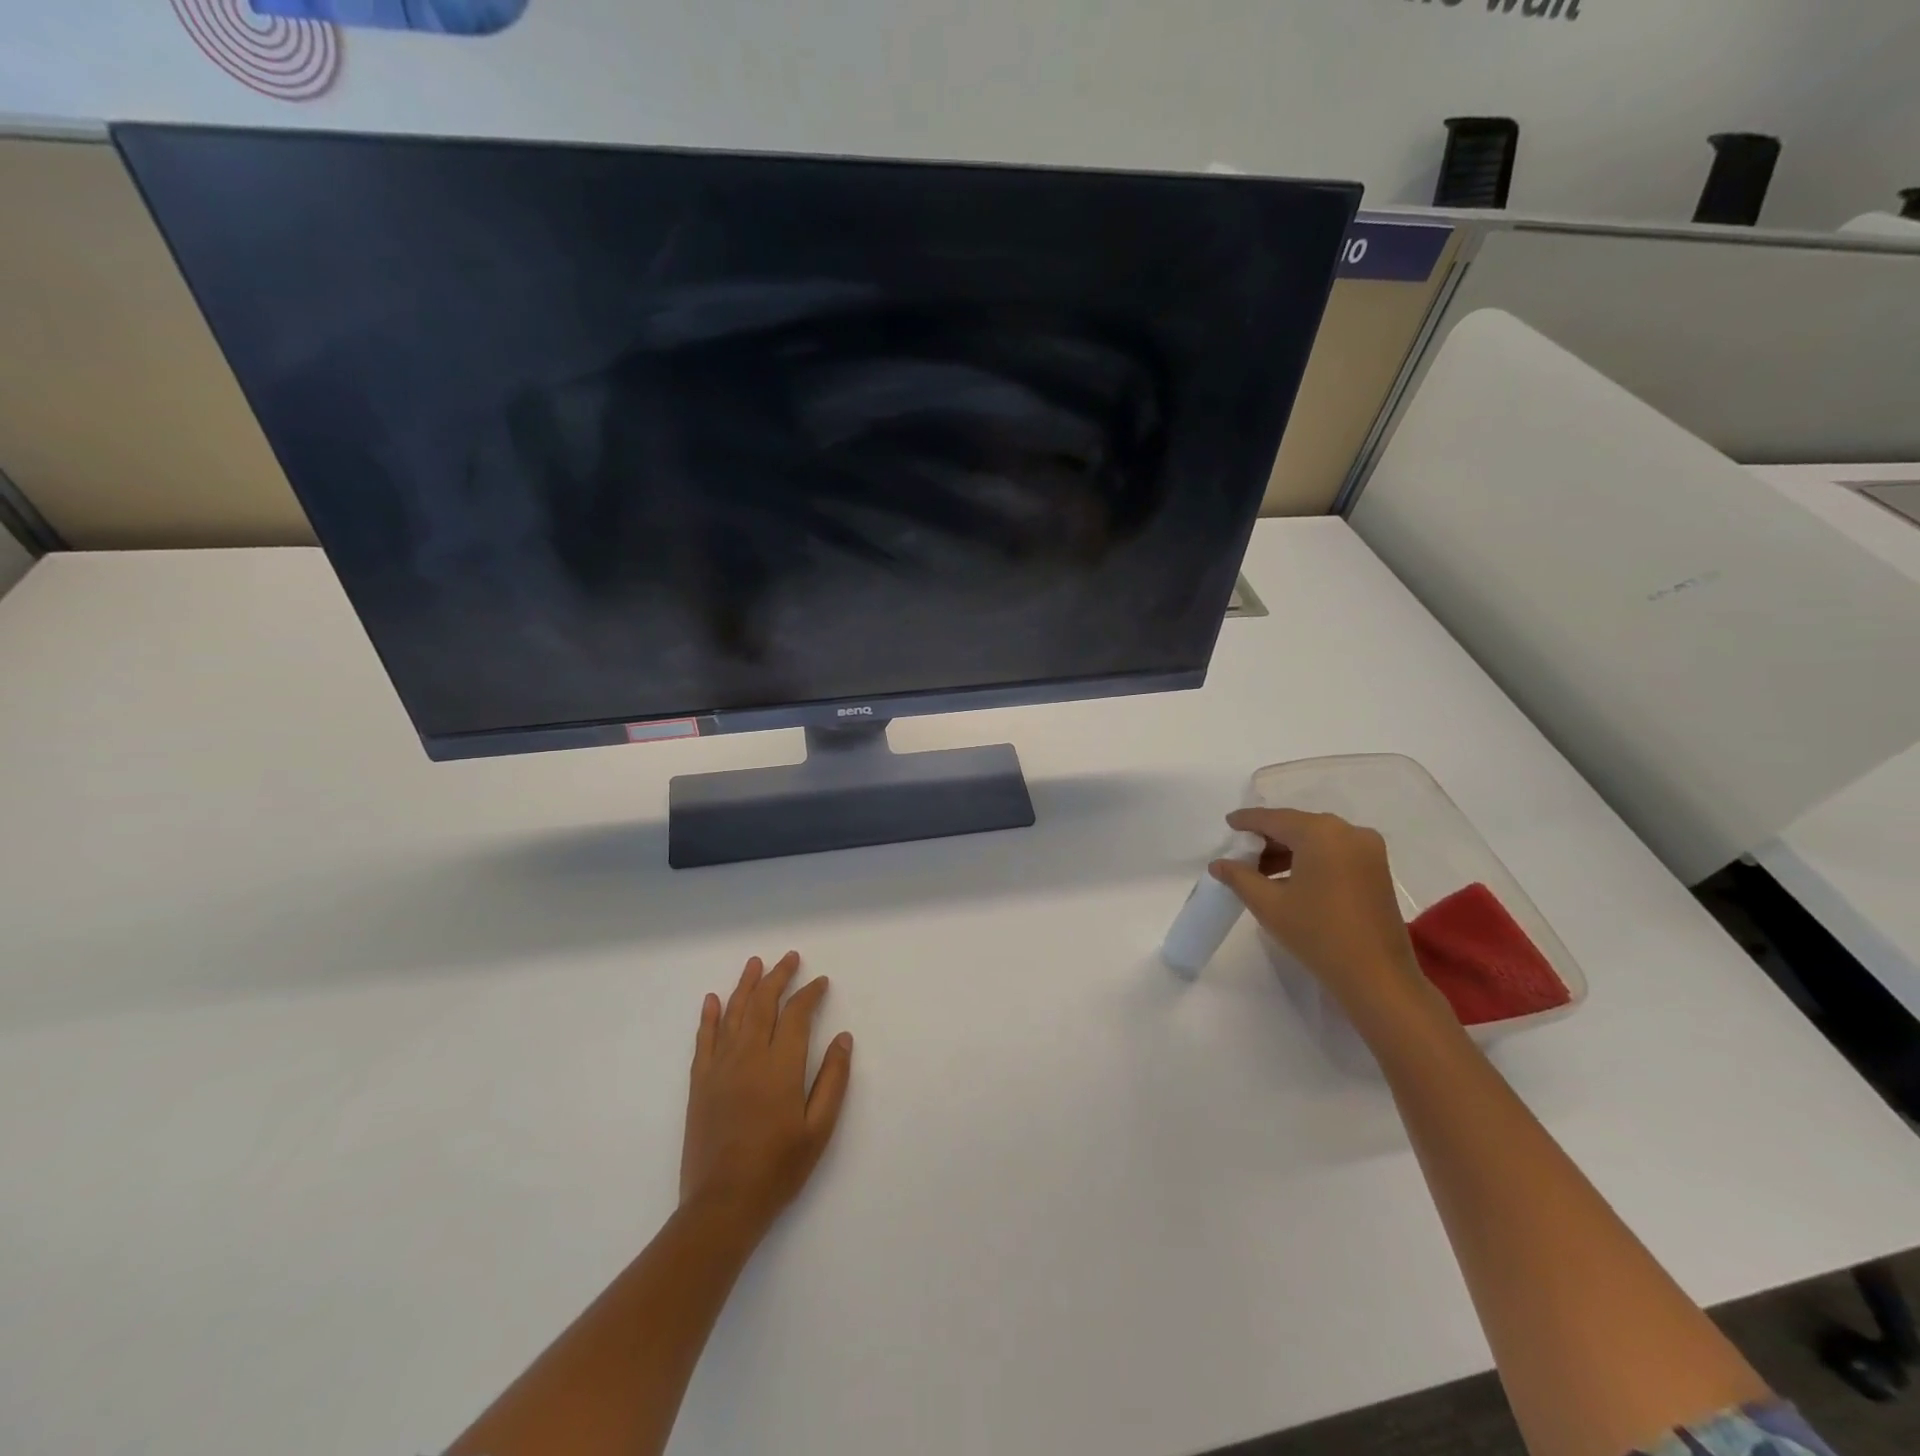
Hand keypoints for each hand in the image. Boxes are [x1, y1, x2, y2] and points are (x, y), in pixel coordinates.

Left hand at [680, 951, 852, 1237]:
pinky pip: (704, 1040)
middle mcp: (748, 1057)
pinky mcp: (700, 1084)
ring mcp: (720, 1068)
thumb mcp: (819, 1129)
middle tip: (789, 958)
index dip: (809, 994)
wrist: (722, 1206)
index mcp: (780, 1066)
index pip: (796, 1015)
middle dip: (778, 977)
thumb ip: (833, 1080)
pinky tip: (713, 1000)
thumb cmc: (778, 1169)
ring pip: (733, 1014)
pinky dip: (709, 1017)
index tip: (821, 982)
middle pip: (763, 1005)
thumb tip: (843, 1038)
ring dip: (745, 985)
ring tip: (755, 963)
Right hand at [1210, 808, 1435, 1019]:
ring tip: (1261, 871)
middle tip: (1242, 853)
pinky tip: (1291, 879)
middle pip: (1297, 826)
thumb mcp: (1268, 904)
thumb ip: (1239, 877)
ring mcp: (1368, 850)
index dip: (1248, 821)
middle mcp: (1348, 831)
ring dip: (1289, 850)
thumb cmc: (1317, 933)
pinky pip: (1335, 852)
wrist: (1376, 976)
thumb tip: (1217, 863)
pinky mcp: (1377, 869)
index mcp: (1320, 833)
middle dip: (1268, 838)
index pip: (1274, 819)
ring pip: (1317, 839)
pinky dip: (1311, 859)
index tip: (1228, 823)